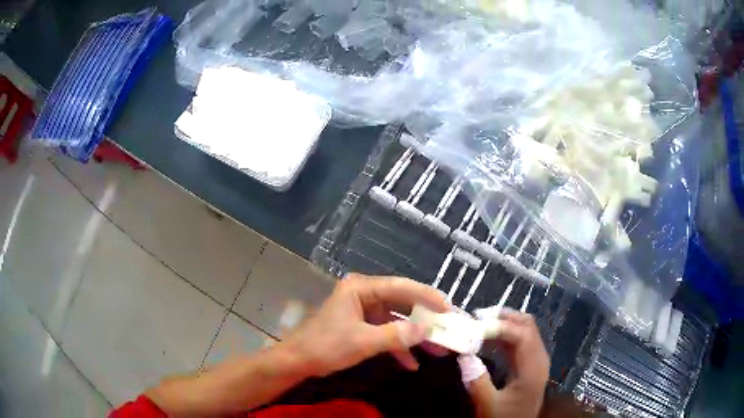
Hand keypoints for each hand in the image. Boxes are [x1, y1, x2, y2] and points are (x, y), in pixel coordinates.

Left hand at [280, 274, 449, 376]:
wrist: (298, 361)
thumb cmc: (326, 346)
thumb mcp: (363, 342)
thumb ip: (396, 335)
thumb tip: (426, 330)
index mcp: (361, 288)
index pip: (401, 287)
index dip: (427, 297)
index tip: (448, 309)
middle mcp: (365, 294)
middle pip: (402, 303)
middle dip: (425, 319)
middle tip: (448, 328)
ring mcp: (364, 311)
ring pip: (397, 320)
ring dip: (414, 336)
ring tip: (438, 350)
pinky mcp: (362, 326)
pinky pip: (386, 332)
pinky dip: (398, 346)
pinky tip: (412, 363)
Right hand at [464, 311, 549, 417]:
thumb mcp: (488, 406)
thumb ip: (477, 383)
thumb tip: (464, 356)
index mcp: (533, 368)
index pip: (522, 334)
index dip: (500, 325)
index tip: (476, 324)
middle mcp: (538, 358)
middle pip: (526, 325)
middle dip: (503, 317)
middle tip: (476, 318)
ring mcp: (535, 359)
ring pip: (524, 330)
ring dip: (503, 324)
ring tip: (478, 325)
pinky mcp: (528, 363)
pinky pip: (519, 341)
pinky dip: (503, 335)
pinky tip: (486, 339)